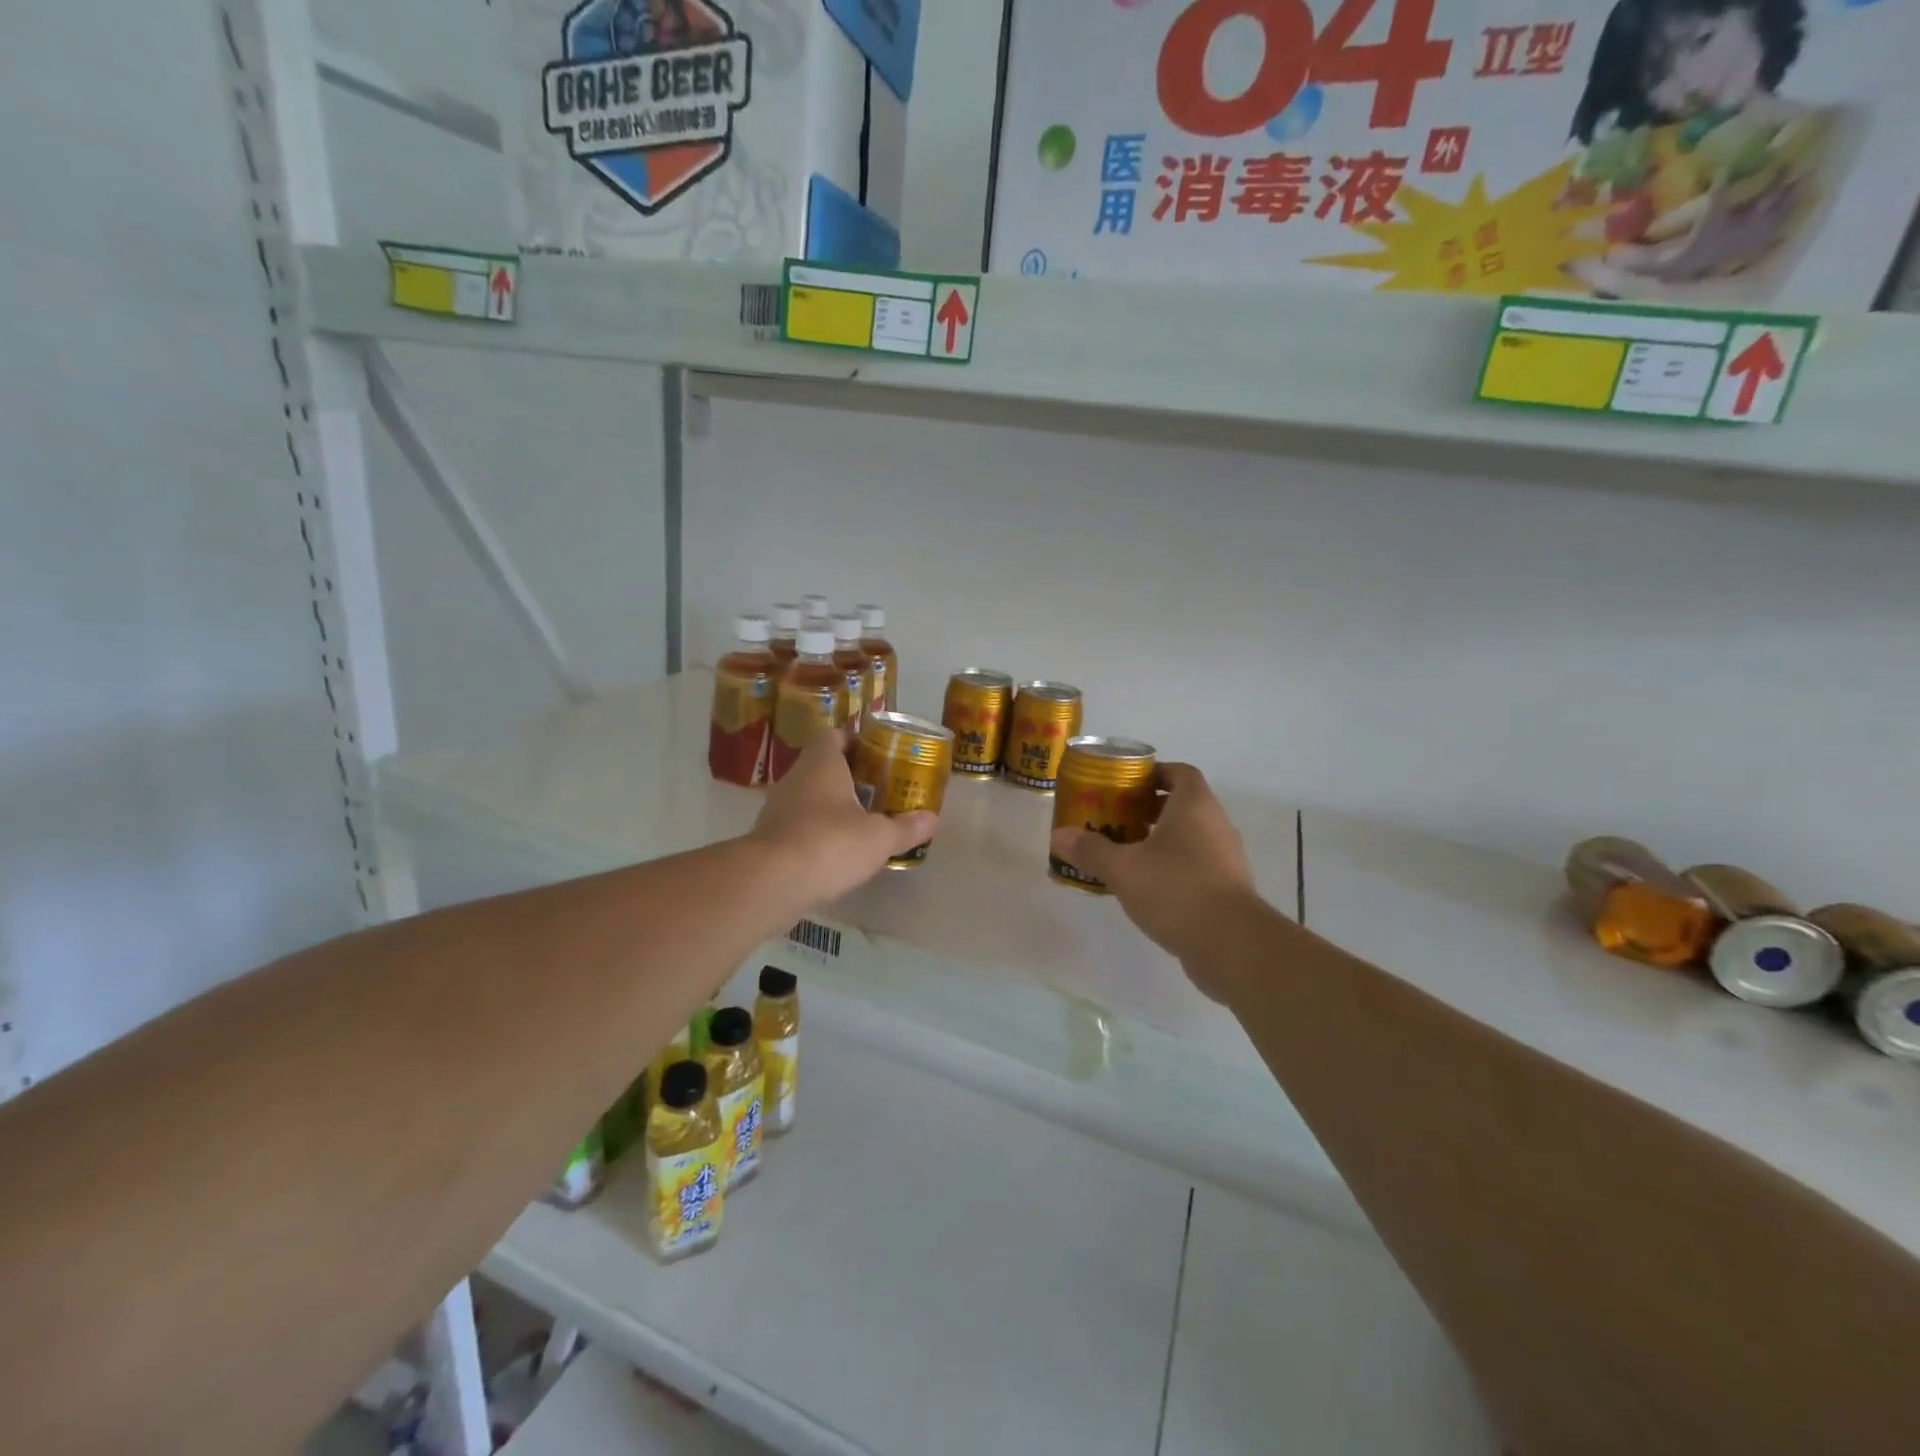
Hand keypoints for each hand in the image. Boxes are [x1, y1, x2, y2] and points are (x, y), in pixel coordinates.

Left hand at [748, 727, 937, 905]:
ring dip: (831, 807)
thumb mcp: (879, 837)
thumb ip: (905, 827)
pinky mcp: (768, 838)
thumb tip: (931, 819)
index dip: (854, 741)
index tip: (875, 756)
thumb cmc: (831, 843)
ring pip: (808, 797)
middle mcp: (795, 778)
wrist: (772, 882)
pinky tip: (835, 853)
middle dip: (848, 777)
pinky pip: (797, 825)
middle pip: (821, 767)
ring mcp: (776, 808)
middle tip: (877, 792)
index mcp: (821, 764)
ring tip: (860, 824)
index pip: (833, 735)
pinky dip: (815, 833)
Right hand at [1049, 763, 1259, 990]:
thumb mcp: (1123, 868)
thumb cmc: (1176, 889)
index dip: (1154, 774)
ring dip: (1160, 840)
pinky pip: (1196, 866)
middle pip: (1183, 805)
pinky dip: (1172, 868)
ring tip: (1124, 853)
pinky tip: (1145, 887)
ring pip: (1189, 838)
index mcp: (1195, 806)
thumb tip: (1058, 836)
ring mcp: (1226, 858)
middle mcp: (1216, 825)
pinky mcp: (1227, 889)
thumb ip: (1091, 850)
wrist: (1231, 944)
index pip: (1180, 773)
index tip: (1126, 785)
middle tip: (1115, 819)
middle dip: (1148, 809)